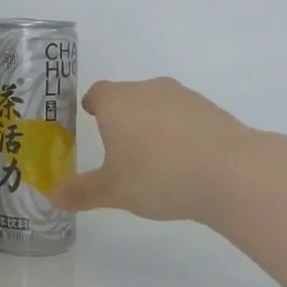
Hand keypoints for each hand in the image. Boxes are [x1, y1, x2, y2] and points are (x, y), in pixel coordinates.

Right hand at [52, 77, 247, 222]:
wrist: (232, 173)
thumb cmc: (158, 176)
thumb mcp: (113, 191)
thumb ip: (82, 192)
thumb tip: (53, 197)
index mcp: (116, 102)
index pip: (96, 93)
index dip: (92, 106)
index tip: (90, 119)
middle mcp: (148, 90)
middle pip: (128, 96)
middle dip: (122, 118)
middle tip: (119, 147)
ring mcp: (184, 97)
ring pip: (158, 105)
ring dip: (153, 124)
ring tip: (155, 159)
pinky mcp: (212, 110)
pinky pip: (185, 118)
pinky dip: (181, 133)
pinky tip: (185, 163)